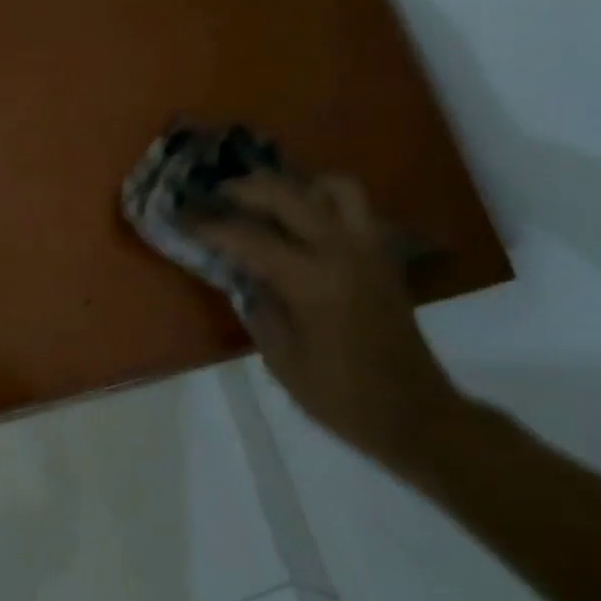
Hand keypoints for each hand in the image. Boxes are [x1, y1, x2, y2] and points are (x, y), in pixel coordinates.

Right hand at [185, 171, 459, 472]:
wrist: (415, 414)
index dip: (213, 226)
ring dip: (299, 186)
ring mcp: (368, 249)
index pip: (251, 238)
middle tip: (221, 194)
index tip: (184, 217)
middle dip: (248, 188)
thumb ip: (259, 308)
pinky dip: (325, 202)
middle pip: (290, 195)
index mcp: (313, 281)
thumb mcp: (282, 359)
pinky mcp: (383, 257)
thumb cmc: (341, 395)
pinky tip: (303, 224)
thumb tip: (243, 275)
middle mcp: (342, 252)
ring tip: (272, 201)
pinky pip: (354, 208)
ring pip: (336, 187)